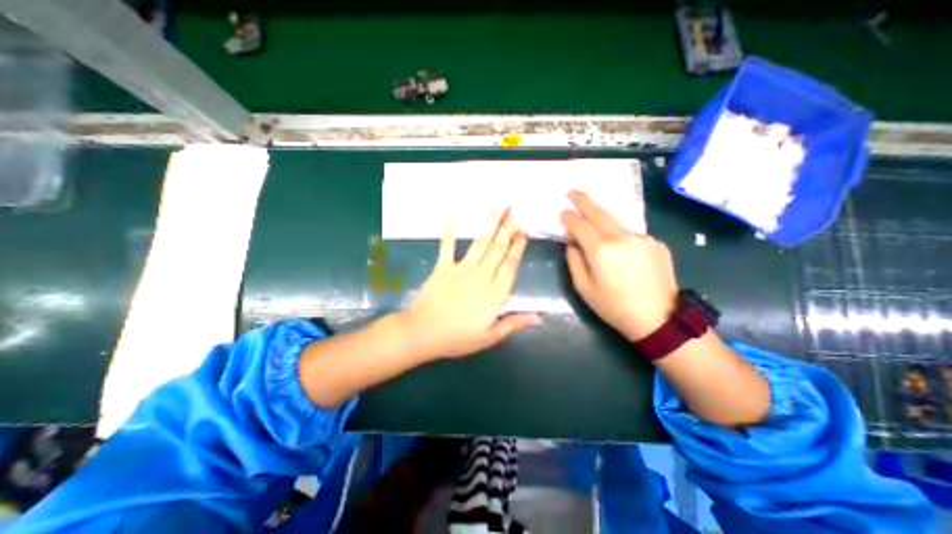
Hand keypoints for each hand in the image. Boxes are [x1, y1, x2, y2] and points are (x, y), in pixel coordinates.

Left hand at [395, 209, 541, 358]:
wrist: (422, 332)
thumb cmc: (457, 337)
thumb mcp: (489, 336)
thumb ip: (514, 323)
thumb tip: (539, 318)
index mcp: (494, 293)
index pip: (510, 265)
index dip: (518, 247)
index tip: (524, 230)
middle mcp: (481, 276)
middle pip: (497, 249)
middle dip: (507, 229)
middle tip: (514, 210)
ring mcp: (461, 269)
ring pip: (479, 244)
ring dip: (489, 225)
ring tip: (497, 208)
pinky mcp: (442, 268)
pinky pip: (447, 247)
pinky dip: (447, 233)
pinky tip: (449, 218)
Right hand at [559, 193, 680, 340]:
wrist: (659, 319)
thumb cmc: (614, 306)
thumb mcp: (584, 287)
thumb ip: (574, 260)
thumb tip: (572, 243)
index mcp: (601, 249)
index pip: (579, 225)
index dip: (568, 218)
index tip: (562, 212)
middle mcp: (622, 237)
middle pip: (599, 213)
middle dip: (583, 201)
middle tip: (572, 192)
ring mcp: (642, 238)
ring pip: (616, 224)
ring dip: (602, 221)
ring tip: (594, 224)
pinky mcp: (655, 243)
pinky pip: (631, 235)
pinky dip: (621, 238)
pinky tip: (621, 252)